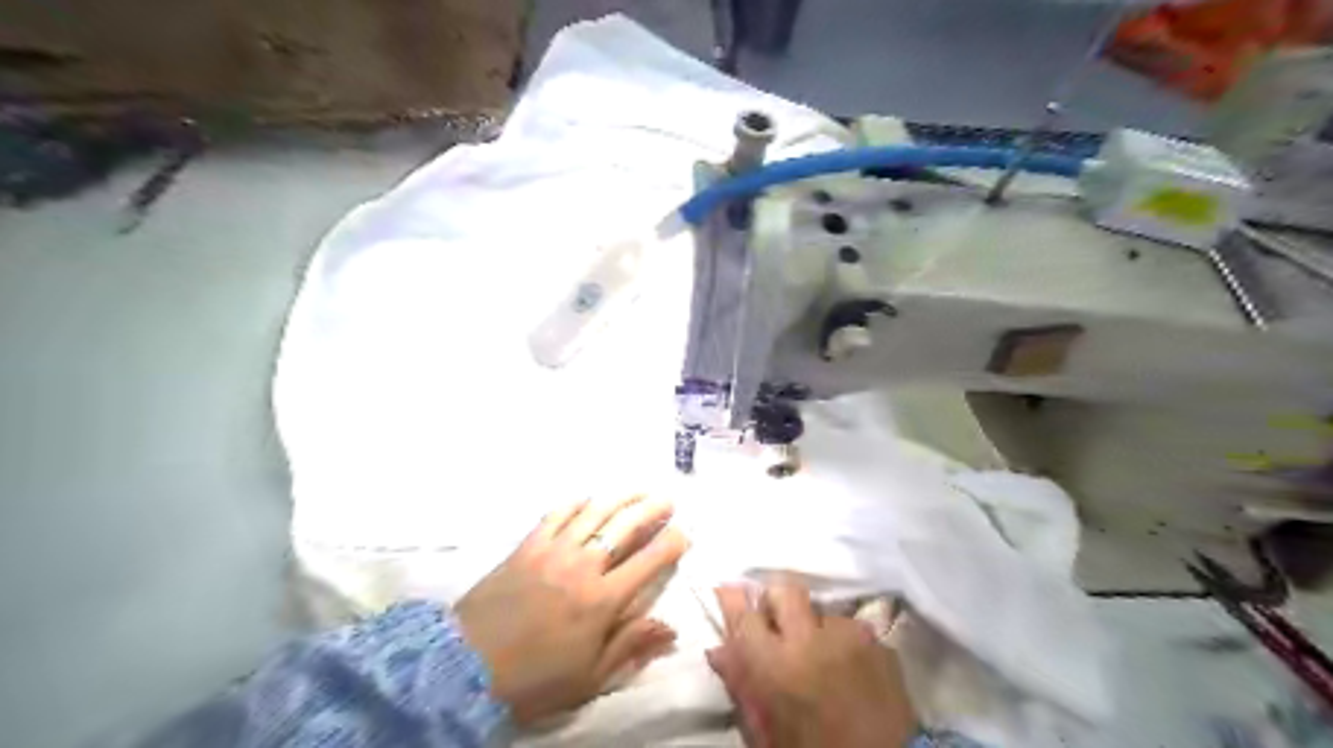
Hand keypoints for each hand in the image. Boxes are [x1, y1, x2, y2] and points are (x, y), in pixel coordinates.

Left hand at [457, 497, 685, 725]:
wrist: (465, 666)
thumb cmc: (533, 678)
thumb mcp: (588, 677)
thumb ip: (630, 646)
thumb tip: (670, 627)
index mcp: (602, 600)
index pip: (648, 561)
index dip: (671, 543)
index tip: (684, 533)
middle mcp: (583, 566)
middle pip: (624, 526)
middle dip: (651, 509)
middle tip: (667, 500)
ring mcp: (553, 550)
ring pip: (594, 512)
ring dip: (620, 497)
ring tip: (637, 490)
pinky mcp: (527, 545)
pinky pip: (557, 513)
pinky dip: (576, 503)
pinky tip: (588, 499)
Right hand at [706, 578, 917, 747]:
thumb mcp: (767, 731)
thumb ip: (742, 686)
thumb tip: (719, 651)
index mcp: (774, 666)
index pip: (744, 615)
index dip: (733, 599)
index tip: (728, 590)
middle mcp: (809, 639)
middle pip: (784, 590)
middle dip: (776, 599)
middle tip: (776, 619)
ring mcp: (847, 636)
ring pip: (820, 609)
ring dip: (814, 624)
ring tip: (820, 649)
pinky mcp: (877, 642)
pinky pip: (850, 626)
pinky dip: (843, 640)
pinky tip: (847, 663)